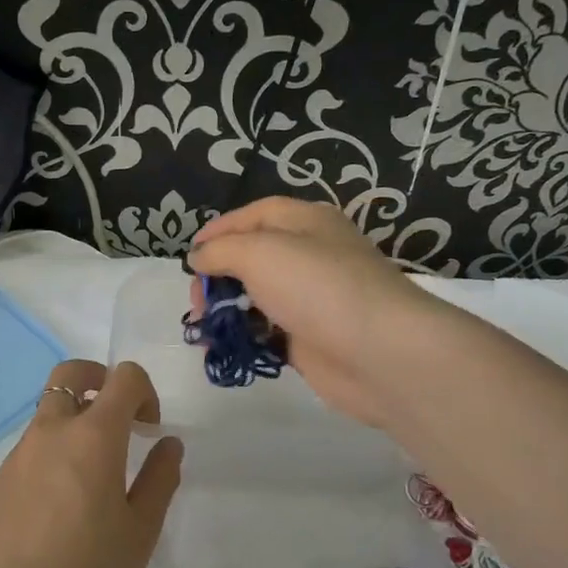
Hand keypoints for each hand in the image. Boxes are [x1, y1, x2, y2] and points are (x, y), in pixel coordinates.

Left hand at [0, 360, 182, 567]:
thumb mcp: (141, 530)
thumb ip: (160, 478)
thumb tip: (168, 444)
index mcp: (92, 437)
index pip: (122, 378)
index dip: (144, 391)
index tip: (149, 428)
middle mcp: (49, 432)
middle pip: (70, 374)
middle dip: (99, 380)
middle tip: (118, 417)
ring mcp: (17, 455)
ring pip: (48, 413)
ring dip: (74, 422)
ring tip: (91, 477)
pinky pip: (29, 450)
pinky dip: (51, 455)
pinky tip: (58, 507)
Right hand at [188, 197, 432, 429]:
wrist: (377, 351)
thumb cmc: (317, 287)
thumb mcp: (259, 252)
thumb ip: (220, 251)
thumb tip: (198, 258)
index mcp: (305, 222)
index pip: (254, 215)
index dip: (218, 230)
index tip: (189, 257)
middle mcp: (309, 255)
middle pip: (252, 257)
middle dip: (218, 275)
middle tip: (198, 300)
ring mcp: (310, 299)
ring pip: (256, 297)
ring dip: (226, 309)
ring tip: (204, 327)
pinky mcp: (309, 339)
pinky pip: (266, 332)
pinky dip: (243, 337)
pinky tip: (223, 348)